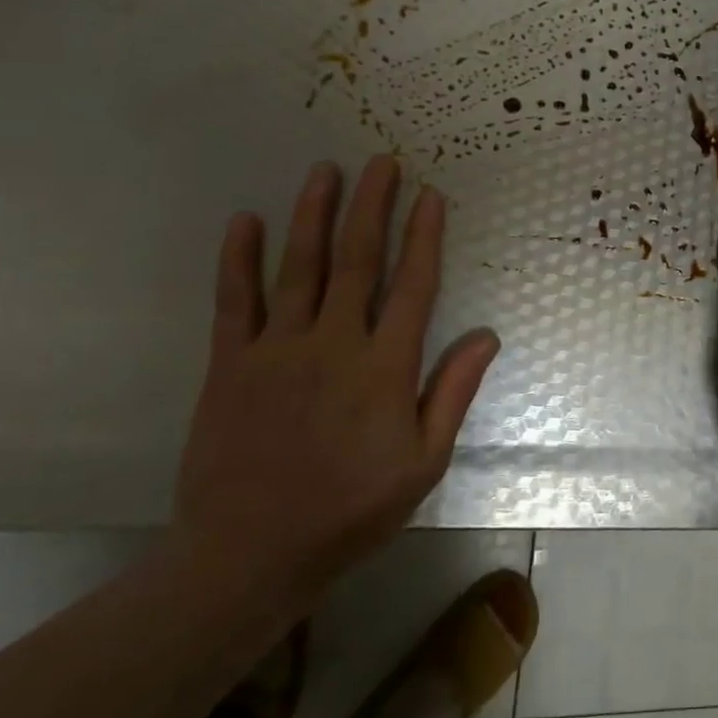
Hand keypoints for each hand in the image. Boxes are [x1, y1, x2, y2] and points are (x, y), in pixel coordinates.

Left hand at [171, 156, 498, 612]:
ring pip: (298, 268)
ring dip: (313, 215)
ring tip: (324, 171)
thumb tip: (487, 334)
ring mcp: (277, 350)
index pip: (413, 285)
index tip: (430, 195)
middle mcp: (334, 344)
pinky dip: (239, 259)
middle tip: (380, 162)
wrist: (247, 555)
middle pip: (357, 261)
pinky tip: (245, 221)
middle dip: (371, 206)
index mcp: (384, 367)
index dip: (424, 236)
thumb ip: (453, 392)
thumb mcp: (424, 463)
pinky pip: (234, 302)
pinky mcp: (230, 365)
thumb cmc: (350, 510)